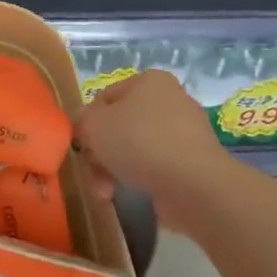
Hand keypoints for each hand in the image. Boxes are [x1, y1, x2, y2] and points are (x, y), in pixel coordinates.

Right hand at [75, 71, 230, 230]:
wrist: (194, 185)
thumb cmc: (139, 142)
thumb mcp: (94, 125)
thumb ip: (81, 121)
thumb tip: (84, 127)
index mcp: (150, 81)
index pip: (105, 97)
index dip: (88, 123)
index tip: (82, 147)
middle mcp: (170, 101)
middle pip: (120, 127)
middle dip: (101, 154)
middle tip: (94, 173)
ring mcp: (185, 134)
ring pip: (135, 150)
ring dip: (114, 171)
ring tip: (106, 193)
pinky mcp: (193, 164)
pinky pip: (156, 168)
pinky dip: (140, 181)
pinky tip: (130, 196)